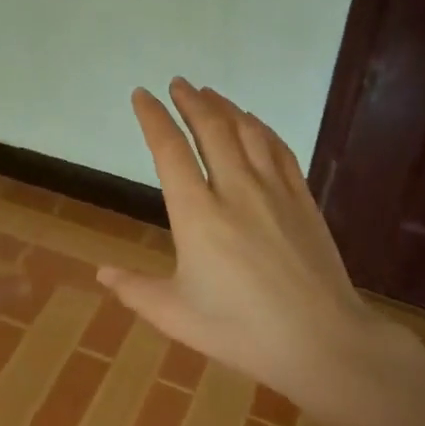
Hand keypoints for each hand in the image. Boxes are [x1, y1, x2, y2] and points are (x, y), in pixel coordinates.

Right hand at [98, 78, 414, 422]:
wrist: (322, 341)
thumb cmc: (241, 331)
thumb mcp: (176, 316)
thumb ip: (135, 290)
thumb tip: (101, 271)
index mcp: (197, 216)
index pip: (169, 151)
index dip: (153, 118)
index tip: (141, 95)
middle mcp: (235, 190)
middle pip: (211, 129)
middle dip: (190, 101)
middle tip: (177, 84)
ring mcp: (274, 191)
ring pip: (247, 131)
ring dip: (224, 107)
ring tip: (208, 93)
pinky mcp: (302, 199)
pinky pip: (279, 149)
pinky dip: (261, 127)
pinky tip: (253, 122)